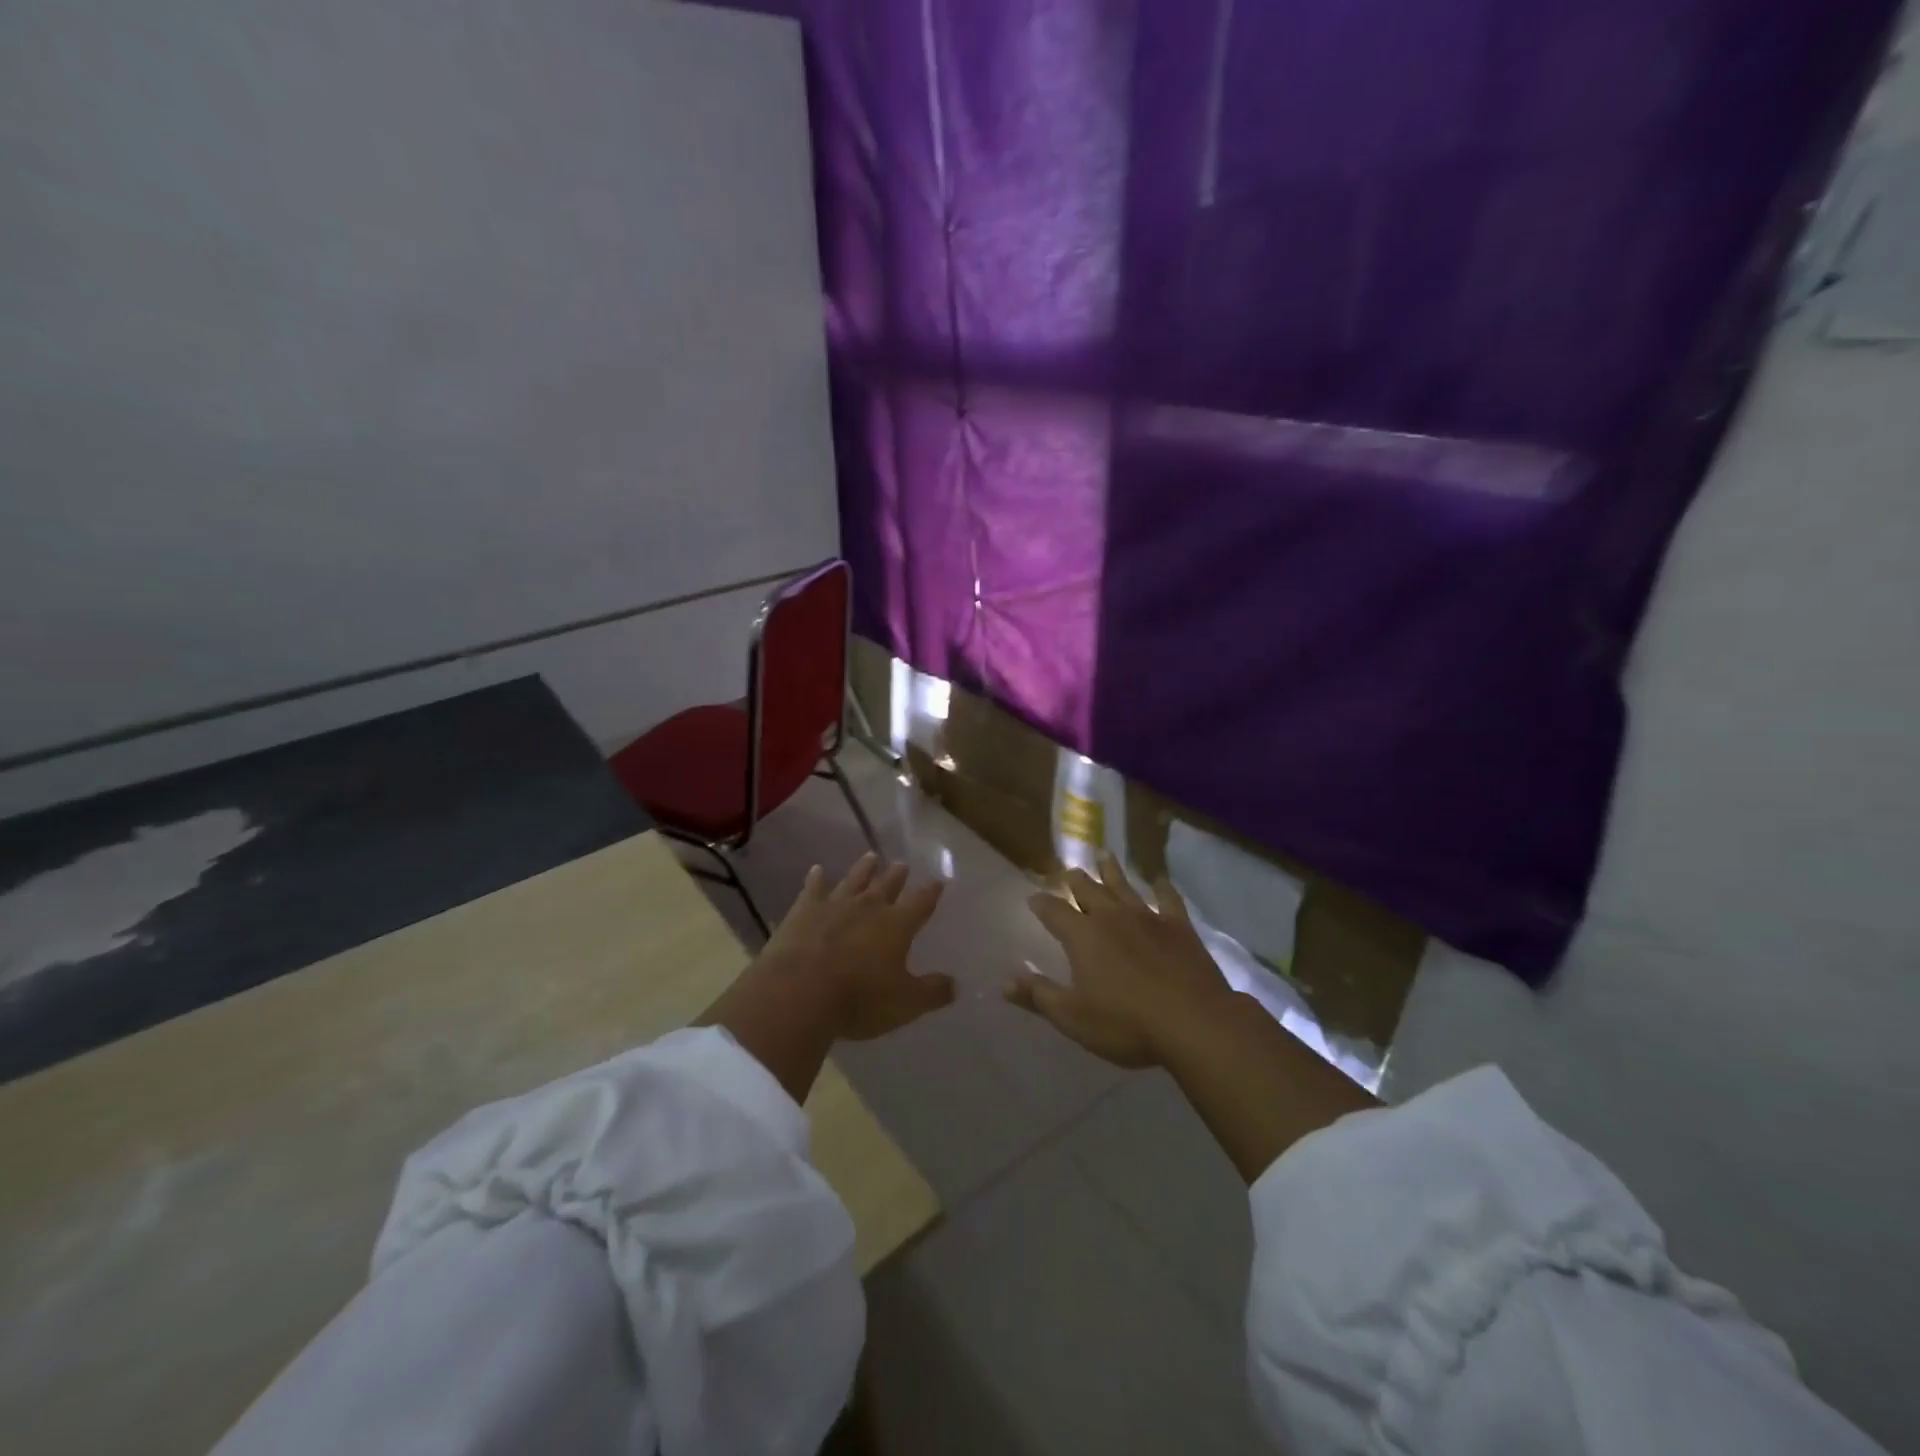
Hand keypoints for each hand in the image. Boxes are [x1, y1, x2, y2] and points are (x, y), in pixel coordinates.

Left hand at [757, 853, 955, 1040]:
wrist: (799, 992)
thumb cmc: (859, 999)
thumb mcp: (905, 1003)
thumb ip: (932, 992)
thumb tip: (954, 985)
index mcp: (897, 925)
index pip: (921, 903)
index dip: (931, 892)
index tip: (938, 881)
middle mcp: (868, 907)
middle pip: (887, 885)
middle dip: (897, 875)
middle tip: (902, 864)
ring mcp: (834, 905)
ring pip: (853, 880)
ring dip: (863, 869)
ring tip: (871, 856)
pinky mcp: (803, 911)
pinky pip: (812, 888)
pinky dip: (816, 878)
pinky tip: (817, 869)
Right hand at [1004, 852, 1236, 1068]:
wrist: (1193, 1022)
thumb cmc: (1126, 1023)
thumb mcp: (1073, 1017)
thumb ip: (1039, 996)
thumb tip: (1005, 982)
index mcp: (1082, 936)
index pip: (1054, 912)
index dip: (1041, 904)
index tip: (1033, 897)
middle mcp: (1111, 917)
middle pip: (1088, 891)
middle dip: (1075, 881)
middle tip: (1068, 870)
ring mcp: (1147, 918)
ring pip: (1124, 887)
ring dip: (1112, 871)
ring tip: (1104, 855)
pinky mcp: (1178, 927)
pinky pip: (1168, 900)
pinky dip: (1162, 888)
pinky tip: (1159, 880)